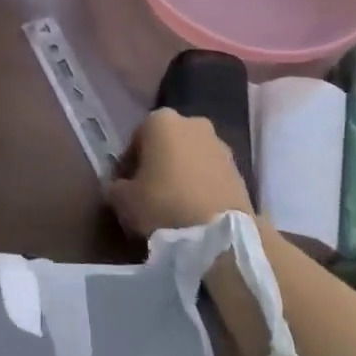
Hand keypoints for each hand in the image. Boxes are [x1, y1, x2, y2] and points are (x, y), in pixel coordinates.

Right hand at [108, 108, 252, 237]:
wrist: (221, 235)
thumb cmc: (163, 205)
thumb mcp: (123, 200)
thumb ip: (115, 188)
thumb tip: (118, 188)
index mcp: (160, 120)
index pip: (135, 140)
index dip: (127, 166)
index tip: (126, 189)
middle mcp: (192, 123)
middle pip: (166, 144)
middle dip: (158, 165)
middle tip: (149, 195)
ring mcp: (220, 144)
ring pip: (190, 158)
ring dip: (181, 174)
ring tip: (174, 206)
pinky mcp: (240, 169)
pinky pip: (210, 174)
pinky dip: (201, 186)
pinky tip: (194, 211)